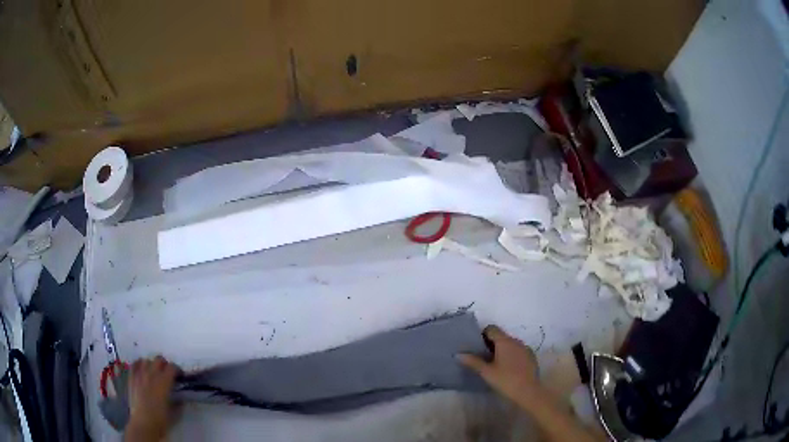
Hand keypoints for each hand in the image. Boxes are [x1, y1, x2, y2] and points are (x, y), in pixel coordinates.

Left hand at [126, 356, 178, 440]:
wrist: (143, 424)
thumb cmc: (161, 420)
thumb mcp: (174, 412)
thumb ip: (178, 402)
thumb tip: (180, 398)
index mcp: (163, 383)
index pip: (172, 367)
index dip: (177, 370)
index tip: (180, 376)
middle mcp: (151, 375)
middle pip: (159, 359)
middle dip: (165, 365)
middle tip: (167, 373)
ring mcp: (139, 375)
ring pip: (146, 360)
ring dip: (152, 364)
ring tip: (154, 372)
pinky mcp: (131, 378)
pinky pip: (135, 364)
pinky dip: (139, 364)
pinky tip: (142, 370)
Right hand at [458, 325, 541, 409]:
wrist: (528, 391)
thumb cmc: (505, 380)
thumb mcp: (486, 372)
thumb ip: (473, 362)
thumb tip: (459, 354)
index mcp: (504, 341)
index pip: (492, 328)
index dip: (482, 334)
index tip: (476, 346)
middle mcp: (516, 341)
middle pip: (501, 336)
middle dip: (491, 344)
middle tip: (482, 357)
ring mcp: (525, 348)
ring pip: (510, 344)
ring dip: (502, 350)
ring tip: (494, 364)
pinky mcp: (531, 356)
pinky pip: (518, 351)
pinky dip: (511, 355)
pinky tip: (508, 369)